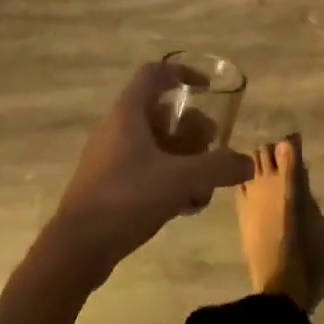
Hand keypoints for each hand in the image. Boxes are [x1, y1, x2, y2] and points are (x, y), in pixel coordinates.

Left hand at [44, 62, 251, 283]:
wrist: (75, 250)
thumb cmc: (126, 199)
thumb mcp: (179, 180)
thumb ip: (217, 168)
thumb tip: (247, 163)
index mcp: (128, 113)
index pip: (155, 73)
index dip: (182, 73)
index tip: (207, 88)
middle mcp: (117, 128)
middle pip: (160, 112)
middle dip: (192, 127)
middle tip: (212, 146)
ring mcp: (110, 157)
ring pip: (154, 143)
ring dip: (183, 157)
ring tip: (204, 183)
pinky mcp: (108, 185)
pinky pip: (145, 168)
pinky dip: (168, 177)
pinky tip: (186, 205)